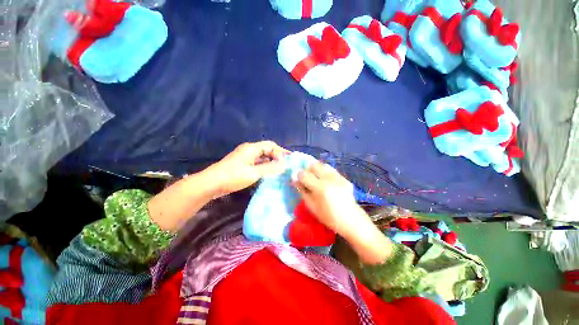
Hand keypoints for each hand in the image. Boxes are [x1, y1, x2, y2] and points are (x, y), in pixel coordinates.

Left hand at [206, 141, 288, 195]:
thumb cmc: (233, 176)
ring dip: (271, 162)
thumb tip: (285, 165)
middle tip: (286, 166)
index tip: (288, 161)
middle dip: (277, 157)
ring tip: (280, 170)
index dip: (280, 152)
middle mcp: (249, 150)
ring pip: (262, 157)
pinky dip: (265, 167)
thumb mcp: (254, 172)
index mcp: (252, 148)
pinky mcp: (243, 165)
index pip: (271, 145)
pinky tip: (269, 174)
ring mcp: (245, 157)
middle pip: (267, 150)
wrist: (211, 184)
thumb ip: (270, 168)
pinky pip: (257, 163)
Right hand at [295, 162, 393, 263]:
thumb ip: (303, 191)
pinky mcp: (344, 178)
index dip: (298, 175)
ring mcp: (338, 177)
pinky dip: (325, 172)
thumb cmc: (329, 217)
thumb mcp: (312, 207)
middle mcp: (329, 179)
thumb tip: (295, 180)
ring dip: (316, 169)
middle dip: (307, 169)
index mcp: (320, 187)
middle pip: (314, 165)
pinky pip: (331, 170)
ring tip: (316, 178)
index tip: (297, 178)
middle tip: (306, 178)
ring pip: (323, 165)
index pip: (304, 174)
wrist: (351, 221)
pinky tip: (326, 181)